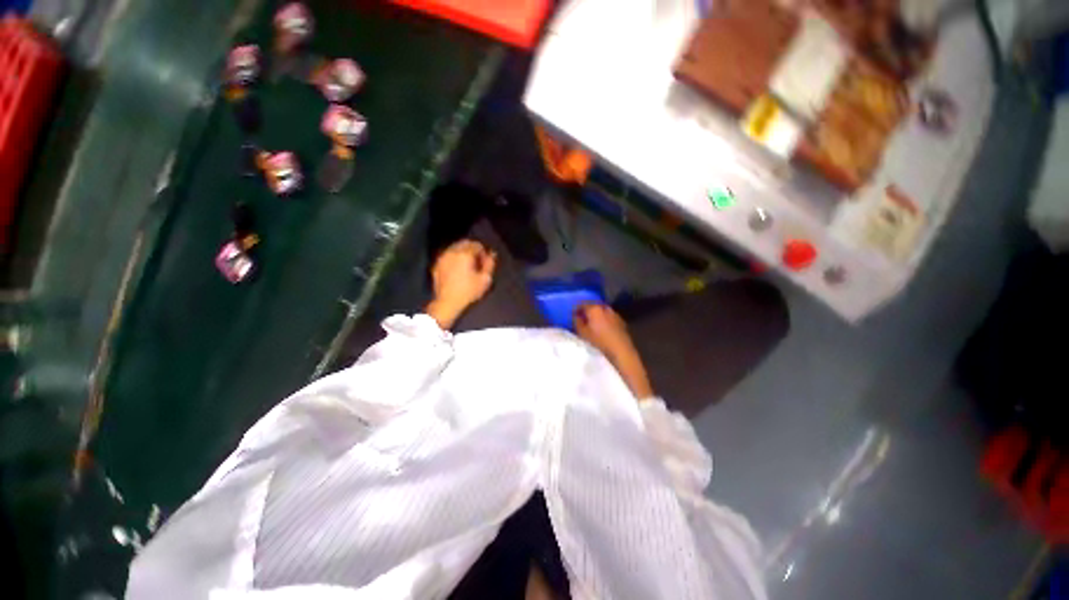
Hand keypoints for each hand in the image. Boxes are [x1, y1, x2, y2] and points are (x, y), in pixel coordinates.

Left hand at [427, 240, 495, 328]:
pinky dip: (453, 258)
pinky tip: (457, 269)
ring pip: (454, 248)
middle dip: (472, 249)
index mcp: (465, 254)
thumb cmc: (468, 292)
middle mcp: (452, 252)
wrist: (447, 303)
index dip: (483, 253)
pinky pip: (447, 256)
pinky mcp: (436, 265)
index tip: (485, 262)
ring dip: (462, 253)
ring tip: (467, 265)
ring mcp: (442, 258)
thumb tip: (491, 254)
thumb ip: (489, 264)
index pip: (477, 245)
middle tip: (477, 262)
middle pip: (464, 243)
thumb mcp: (485, 279)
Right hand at [574, 304, 652, 399]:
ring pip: (605, 315)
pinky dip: (605, 325)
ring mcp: (618, 319)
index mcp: (596, 310)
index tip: (571, 315)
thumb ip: (577, 323)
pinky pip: (611, 323)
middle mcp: (609, 311)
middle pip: (596, 307)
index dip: (576, 308)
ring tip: (590, 328)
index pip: (583, 303)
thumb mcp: (581, 335)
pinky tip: (601, 335)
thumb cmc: (598, 348)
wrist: (624, 363)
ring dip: (598, 319)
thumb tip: (576, 316)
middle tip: (580, 320)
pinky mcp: (624, 329)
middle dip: (588, 312)